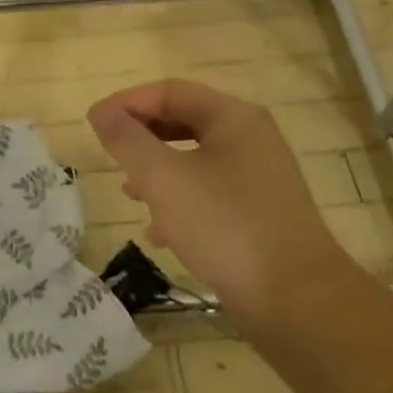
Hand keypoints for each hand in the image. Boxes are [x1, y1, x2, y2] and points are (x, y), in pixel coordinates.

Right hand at [87, 79, 355, 314]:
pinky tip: (160, 233)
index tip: (94, 124)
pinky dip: (179, 202)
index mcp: (233, 118)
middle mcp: (251, 139)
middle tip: (110, 154)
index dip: (127, 102)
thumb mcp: (163, 178)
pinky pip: (210, 194)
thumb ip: (127, 140)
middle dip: (142, 137)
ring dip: (157, 171)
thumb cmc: (225, 226)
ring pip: (195, 160)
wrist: (298, 302)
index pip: (170, 91)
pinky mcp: (260, 214)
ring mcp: (259, 178)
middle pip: (184, 121)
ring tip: (128, 193)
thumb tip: (102, 112)